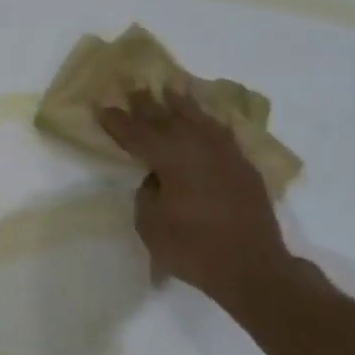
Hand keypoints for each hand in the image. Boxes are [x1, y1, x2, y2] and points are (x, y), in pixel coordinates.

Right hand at [96, 90, 302, 315]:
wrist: (253, 268)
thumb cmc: (193, 248)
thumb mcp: (150, 224)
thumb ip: (148, 192)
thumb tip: (158, 177)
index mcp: (171, 158)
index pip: (137, 134)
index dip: (117, 121)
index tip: (102, 105)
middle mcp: (198, 147)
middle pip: (167, 118)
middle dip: (146, 103)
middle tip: (132, 86)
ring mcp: (225, 154)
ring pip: (198, 119)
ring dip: (181, 104)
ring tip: (170, 88)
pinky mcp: (243, 167)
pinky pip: (221, 132)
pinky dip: (209, 122)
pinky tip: (206, 119)